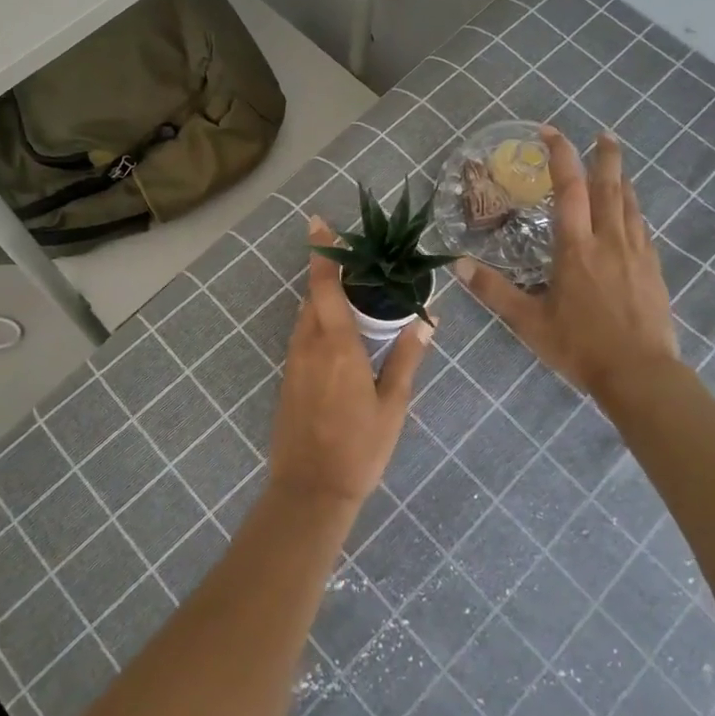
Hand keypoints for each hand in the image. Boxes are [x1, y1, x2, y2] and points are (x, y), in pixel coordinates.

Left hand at [269, 217, 433, 509]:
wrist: (310, 492)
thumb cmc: (359, 448)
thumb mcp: (392, 405)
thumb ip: (406, 359)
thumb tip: (426, 322)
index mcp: (336, 346)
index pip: (324, 286)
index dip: (322, 253)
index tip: (318, 223)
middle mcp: (308, 345)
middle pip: (313, 296)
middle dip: (329, 274)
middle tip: (359, 263)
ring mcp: (293, 362)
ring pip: (306, 316)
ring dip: (324, 299)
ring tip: (355, 294)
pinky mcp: (288, 378)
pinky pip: (302, 336)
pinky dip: (318, 322)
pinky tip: (340, 333)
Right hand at [456, 126, 678, 398]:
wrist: (641, 374)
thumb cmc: (580, 346)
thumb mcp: (528, 322)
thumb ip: (494, 291)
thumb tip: (458, 266)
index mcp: (576, 248)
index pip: (568, 189)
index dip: (560, 156)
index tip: (551, 132)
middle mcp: (608, 241)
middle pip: (609, 187)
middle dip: (605, 156)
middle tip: (603, 133)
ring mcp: (636, 253)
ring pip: (630, 205)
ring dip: (621, 179)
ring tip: (615, 164)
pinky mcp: (653, 269)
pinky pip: (642, 228)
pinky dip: (633, 210)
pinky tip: (631, 215)